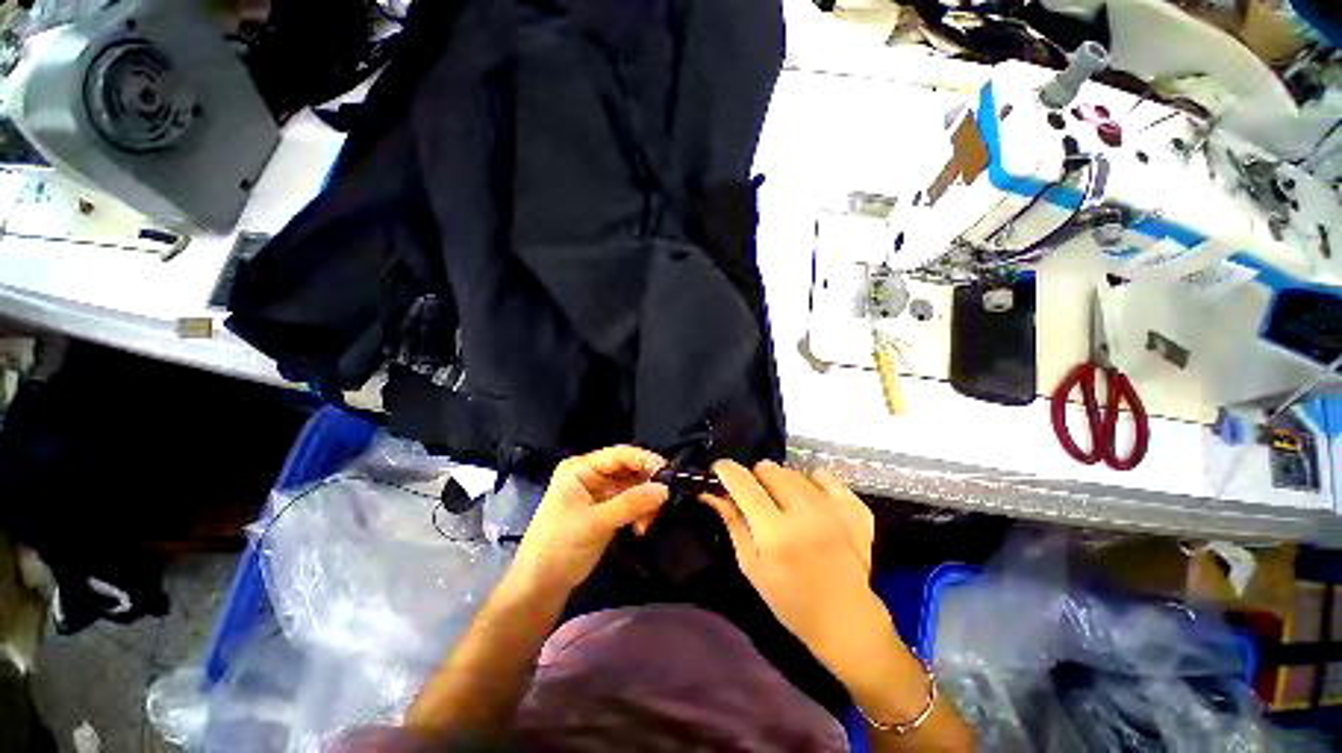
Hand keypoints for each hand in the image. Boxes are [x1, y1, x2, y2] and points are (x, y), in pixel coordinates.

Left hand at [512, 446, 668, 593]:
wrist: (540, 586)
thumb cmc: (560, 547)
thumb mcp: (596, 523)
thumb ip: (631, 503)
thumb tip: (665, 489)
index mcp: (580, 468)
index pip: (619, 454)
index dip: (645, 460)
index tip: (668, 473)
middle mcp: (590, 474)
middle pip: (628, 469)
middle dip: (646, 485)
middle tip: (662, 503)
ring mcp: (598, 492)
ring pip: (633, 486)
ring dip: (644, 502)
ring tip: (646, 524)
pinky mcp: (605, 508)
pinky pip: (630, 501)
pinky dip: (639, 511)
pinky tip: (640, 528)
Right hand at [703, 460, 884, 675]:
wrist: (847, 620)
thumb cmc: (790, 600)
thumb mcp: (751, 566)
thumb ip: (733, 523)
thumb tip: (712, 493)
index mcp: (776, 533)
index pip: (744, 484)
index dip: (727, 470)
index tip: (719, 469)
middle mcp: (806, 513)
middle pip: (769, 469)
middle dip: (755, 478)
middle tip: (756, 498)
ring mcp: (834, 508)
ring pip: (793, 471)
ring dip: (781, 481)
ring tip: (784, 504)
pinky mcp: (855, 508)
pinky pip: (824, 475)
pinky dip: (812, 482)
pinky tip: (810, 500)